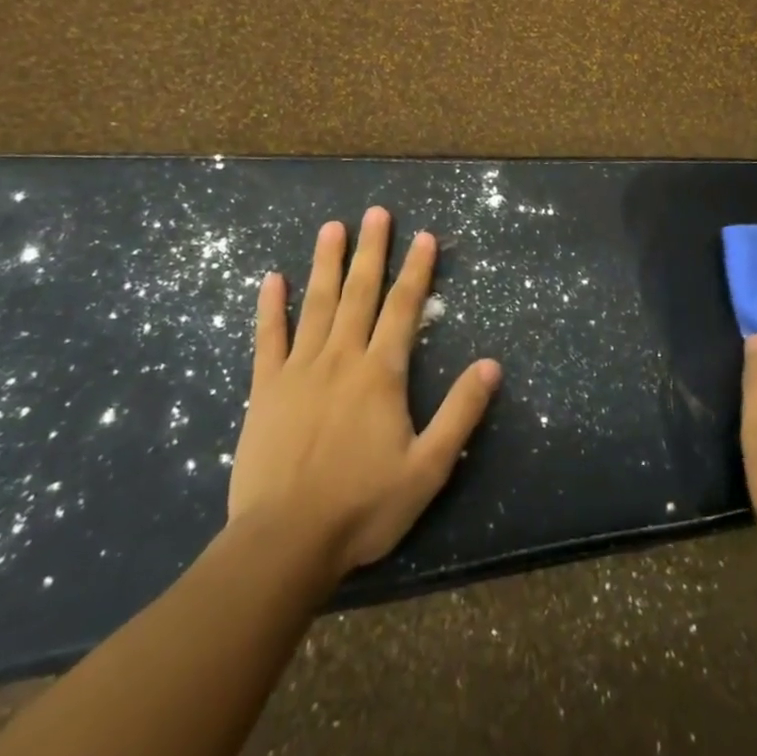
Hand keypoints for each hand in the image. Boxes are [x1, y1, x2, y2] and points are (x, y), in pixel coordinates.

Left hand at [227, 206, 501, 580]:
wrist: (284, 543)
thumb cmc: (363, 505)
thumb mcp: (429, 466)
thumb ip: (461, 412)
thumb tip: (491, 364)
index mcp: (380, 374)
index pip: (403, 308)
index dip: (417, 270)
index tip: (425, 236)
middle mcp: (341, 358)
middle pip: (360, 293)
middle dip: (372, 250)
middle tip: (377, 212)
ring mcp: (299, 371)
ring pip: (317, 305)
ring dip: (327, 264)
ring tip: (332, 228)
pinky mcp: (264, 390)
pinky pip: (268, 339)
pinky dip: (271, 308)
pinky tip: (272, 279)